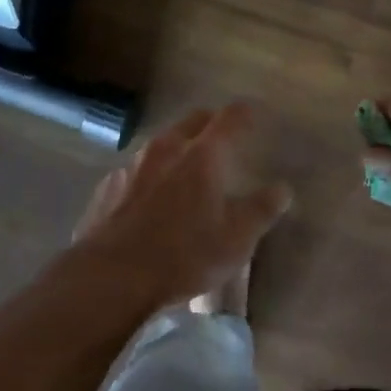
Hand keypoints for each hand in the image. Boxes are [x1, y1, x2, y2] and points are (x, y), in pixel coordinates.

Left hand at [69, 103, 292, 310]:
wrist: (109, 278)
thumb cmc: (183, 256)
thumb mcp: (236, 240)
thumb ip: (261, 210)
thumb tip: (282, 189)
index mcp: (202, 155)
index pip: (231, 118)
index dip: (246, 113)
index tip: (255, 114)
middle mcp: (166, 149)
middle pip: (193, 120)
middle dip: (211, 124)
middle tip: (223, 139)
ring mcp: (132, 166)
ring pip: (161, 144)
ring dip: (178, 149)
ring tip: (186, 172)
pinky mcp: (108, 187)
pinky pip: (136, 171)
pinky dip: (150, 176)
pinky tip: (150, 201)